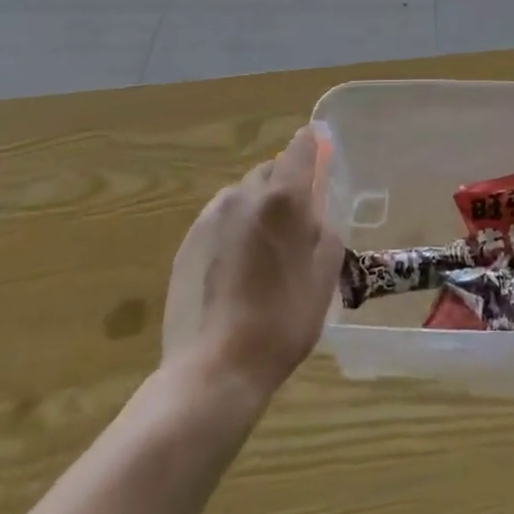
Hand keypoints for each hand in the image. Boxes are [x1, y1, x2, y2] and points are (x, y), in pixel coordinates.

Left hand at [163, 126, 343, 399]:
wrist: (215, 368)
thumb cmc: (282, 321)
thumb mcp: (324, 277)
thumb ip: (325, 232)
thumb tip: (317, 214)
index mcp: (283, 198)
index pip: (301, 147)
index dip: (314, 146)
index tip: (322, 152)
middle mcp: (244, 195)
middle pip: (270, 171)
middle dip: (286, 185)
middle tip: (298, 221)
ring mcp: (211, 216)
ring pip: (244, 195)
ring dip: (259, 208)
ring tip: (266, 249)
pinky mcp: (188, 241)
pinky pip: (221, 219)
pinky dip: (235, 229)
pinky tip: (238, 268)